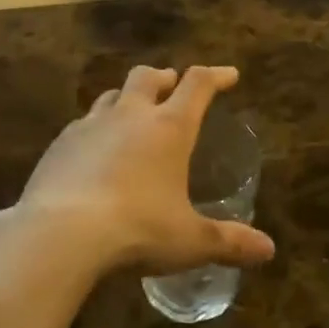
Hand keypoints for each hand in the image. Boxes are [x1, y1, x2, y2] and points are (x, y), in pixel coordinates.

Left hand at [18, 65, 275, 277]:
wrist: (60, 234)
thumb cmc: (137, 230)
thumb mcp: (190, 241)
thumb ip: (229, 242)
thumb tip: (268, 251)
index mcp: (169, 127)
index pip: (198, 85)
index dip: (216, 76)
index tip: (229, 76)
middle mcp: (130, 115)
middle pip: (147, 76)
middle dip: (164, 78)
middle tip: (172, 88)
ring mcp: (90, 125)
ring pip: (112, 95)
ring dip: (127, 99)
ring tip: (133, 116)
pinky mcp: (59, 144)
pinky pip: (82, 124)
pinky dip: (96, 128)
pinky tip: (94, 152)